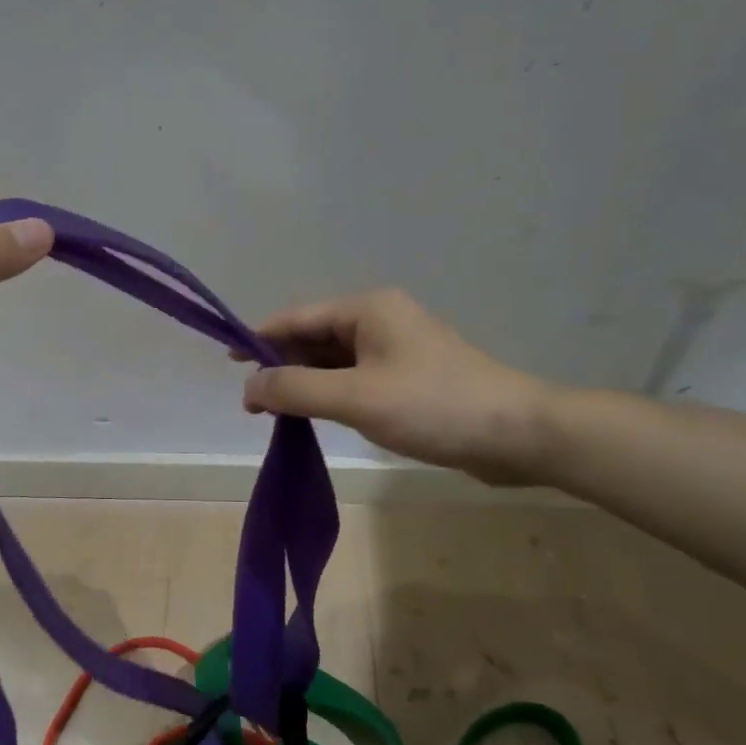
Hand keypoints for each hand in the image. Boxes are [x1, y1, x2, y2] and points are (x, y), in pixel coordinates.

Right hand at [241, 289, 557, 484]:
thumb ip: (297, 389)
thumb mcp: (356, 398)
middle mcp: (380, 320)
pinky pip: (356, 379)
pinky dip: (332, 393)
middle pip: (314, 337)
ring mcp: (397, 349)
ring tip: (277, 412)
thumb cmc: (433, 406)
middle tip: (253, 403)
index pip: (297, 318)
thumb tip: (250, 385)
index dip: (258, 339)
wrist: (517, 434)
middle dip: (282, 366)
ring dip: (306, 383)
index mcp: (367, 310)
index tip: (228, 364)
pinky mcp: (410, 378)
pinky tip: (318, 415)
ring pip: (335, 361)